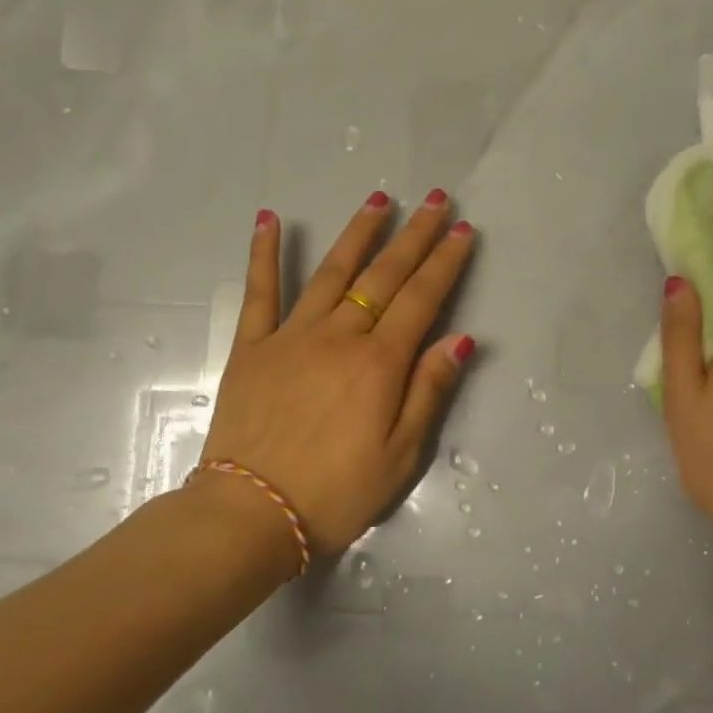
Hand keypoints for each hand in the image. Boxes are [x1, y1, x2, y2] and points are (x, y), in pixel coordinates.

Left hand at [195, 190, 476, 555]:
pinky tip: (270, 220)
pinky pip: (259, 292)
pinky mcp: (252, 348)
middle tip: (433, 199)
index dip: (445, 262)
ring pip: (332, 272)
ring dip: (358, 233)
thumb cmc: (337, 493)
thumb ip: (429, 391)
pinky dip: (265, 254)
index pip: (422, 299)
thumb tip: (459, 339)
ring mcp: (291, 337)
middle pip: (384, 275)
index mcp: (380, 363)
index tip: (461, 230)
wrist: (251, 514)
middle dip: (413, 235)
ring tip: (378, 199)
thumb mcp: (401, 455)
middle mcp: (340, 336)